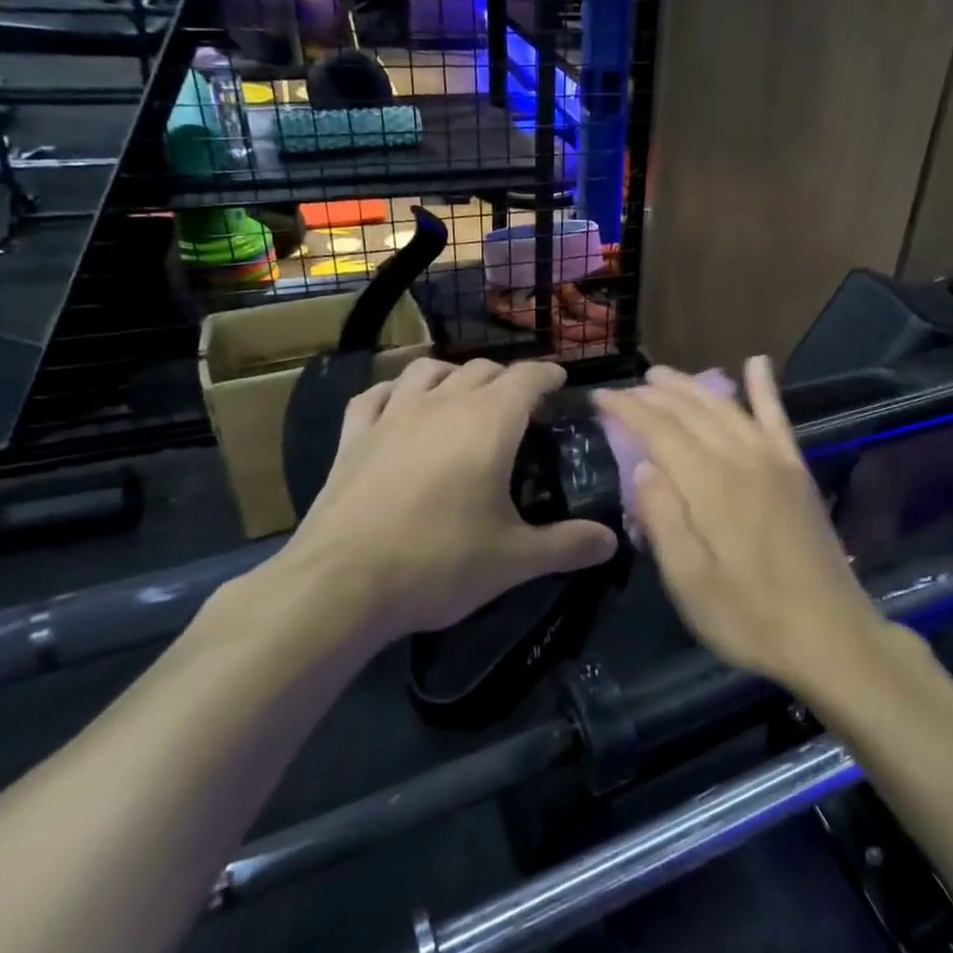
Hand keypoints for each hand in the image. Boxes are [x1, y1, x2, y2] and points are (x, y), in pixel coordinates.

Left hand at [275, 359, 618, 650]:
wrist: (342, 583)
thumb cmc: (440, 563)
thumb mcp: (515, 559)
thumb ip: (568, 545)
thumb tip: (610, 541)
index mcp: (489, 422)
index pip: (528, 377)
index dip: (548, 375)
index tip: (561, 383)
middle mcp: (443, 403)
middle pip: (482, 369)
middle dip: (507, 379)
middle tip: (521, 406)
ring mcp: (392, 415)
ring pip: (427, 371)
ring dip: (453, 374)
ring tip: (463, 395)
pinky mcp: (353, 437)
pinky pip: (374, 395)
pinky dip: (394, 392)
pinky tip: (398, 405)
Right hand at [593, 359, 882, 689]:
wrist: (829, 634)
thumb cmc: (749, 617)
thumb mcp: (690, 582)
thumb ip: (663, 520)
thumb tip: (643, 466)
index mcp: (710, 485)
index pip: (659, 431)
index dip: (627, 410)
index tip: (599, 397)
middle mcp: (741, 458)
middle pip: (691, 411)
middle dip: (655, 393)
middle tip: (625, 387)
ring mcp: (774, 461)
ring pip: (727, 408)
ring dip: (693, 386)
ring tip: (664, 375)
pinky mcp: (796, 471)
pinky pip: (778, 418)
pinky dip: (766, 388)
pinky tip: (757, 362)